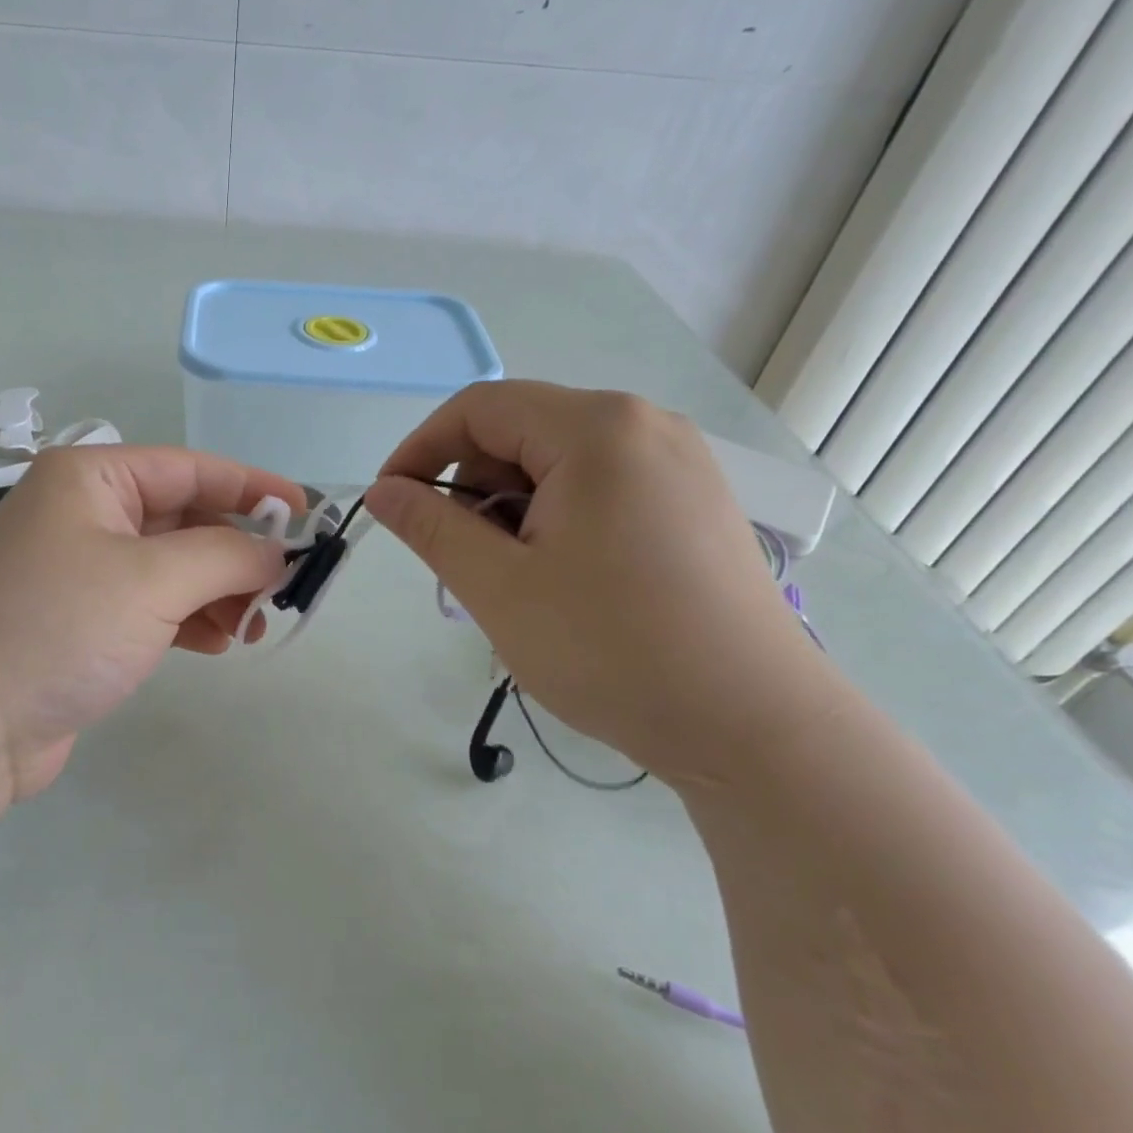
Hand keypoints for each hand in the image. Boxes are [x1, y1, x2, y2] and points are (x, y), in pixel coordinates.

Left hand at [0, 445, 303, 800]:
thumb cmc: (59, 628)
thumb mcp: (153, 580)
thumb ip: (227, 555)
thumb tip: (277, 552)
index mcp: (91, 478)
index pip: (191, 468)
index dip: (253, 488)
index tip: (307, 513)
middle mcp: (84, 514)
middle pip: (185, 519)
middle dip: (237, 553)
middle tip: (283, 588)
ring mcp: (81, 569)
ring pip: (172, 567)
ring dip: (217, 592)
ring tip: (252, 627)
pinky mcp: (82, 621)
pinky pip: (152, 605)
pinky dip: (188, 619)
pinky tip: (215, 644)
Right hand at [364, 381, 829, 785]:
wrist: (750, 724)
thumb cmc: (609, 648)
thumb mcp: (498, 587)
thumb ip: (431, 527)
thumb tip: (382, 491)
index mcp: (596, 429)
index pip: (479, 408)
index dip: (420, 450)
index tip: (390, 504)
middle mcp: (645, 425)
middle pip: (523, 430)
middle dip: (472, 486)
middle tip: (462, 560)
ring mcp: (680, 463)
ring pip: (561, 462)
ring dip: (514, 508)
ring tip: (515, 580)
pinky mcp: (695, 503)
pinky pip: (602, 487)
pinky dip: (559, 519)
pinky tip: (565, 579)